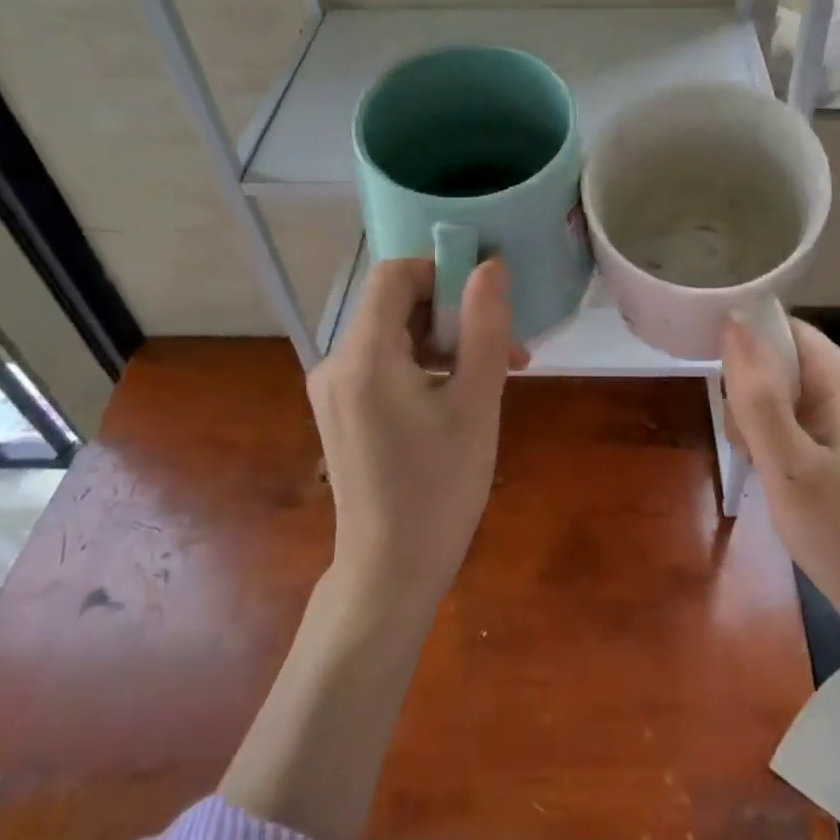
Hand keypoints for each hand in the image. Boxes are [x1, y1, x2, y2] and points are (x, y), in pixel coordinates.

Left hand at [308, 257, 518, 614]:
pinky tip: (457, 398)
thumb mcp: (475, 403)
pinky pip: (384, 364)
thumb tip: (492, 266)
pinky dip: (423, 366)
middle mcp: (336, 362)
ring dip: (444, 343)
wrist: (390, 572)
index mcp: (364, 356)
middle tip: (505, 350)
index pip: (395, 274)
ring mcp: (333, 388)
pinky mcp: (340, 410)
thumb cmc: (439, 488)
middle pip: (395, 305)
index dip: (442, 272)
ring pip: (394, 334)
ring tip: (492, 376)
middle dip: (453, 315)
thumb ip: (484, 327)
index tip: (485, 302)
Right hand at [721, 317, 839, 693]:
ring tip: (764, 466)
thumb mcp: (789, 469)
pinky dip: (779, 435)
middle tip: (750, 447)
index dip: (746, 350)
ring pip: (787, 387)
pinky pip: (801, 413)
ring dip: (762, 418)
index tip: (725, 395)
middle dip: (753, 393)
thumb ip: (758, 396)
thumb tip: (733, 323)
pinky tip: (778, 471)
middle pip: (785, 358)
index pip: (785, 331)